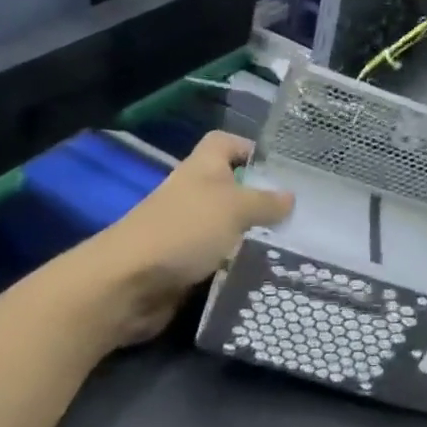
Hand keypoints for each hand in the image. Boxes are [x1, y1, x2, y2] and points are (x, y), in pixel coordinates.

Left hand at [92, 131, 293, 346]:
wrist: (128, 283)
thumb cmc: (184, 230)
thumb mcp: (235, 208)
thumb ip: (265, 202)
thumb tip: (290, 196)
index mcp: (202, 168)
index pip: (226, 143)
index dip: (250, 148)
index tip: (282, 167)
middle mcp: (194, 193)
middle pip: (231, 187)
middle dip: (261, 198)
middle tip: (299, 212)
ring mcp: (186, 230)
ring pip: (227, 226)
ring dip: (252, 235)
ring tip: (292, 245)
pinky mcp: (184, 263)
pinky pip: (218, 258)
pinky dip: (237, 263)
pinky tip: (265, 272)